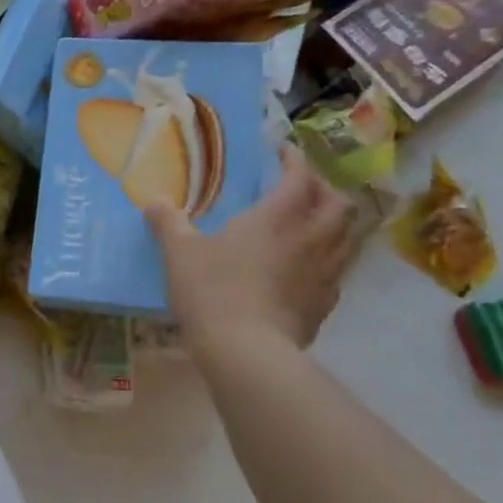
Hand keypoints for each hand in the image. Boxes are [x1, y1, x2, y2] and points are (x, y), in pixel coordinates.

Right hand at [147, 146, 362, 357]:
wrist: (246, 351)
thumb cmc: (213, 290)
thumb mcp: (180, 252)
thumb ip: (169, 223)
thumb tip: (154, 202)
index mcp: (278, 217)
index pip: (300, 176)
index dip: (294, 159)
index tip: (282, 152)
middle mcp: (311, 239)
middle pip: (340, 203)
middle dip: (324, 190)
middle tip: (302, 190)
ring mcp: (324, 274)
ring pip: (347, 237)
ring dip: (333, 225)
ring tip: (309, 226)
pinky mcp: (324, 305)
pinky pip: (337, 272)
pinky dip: (326, 261)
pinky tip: (303, 270)